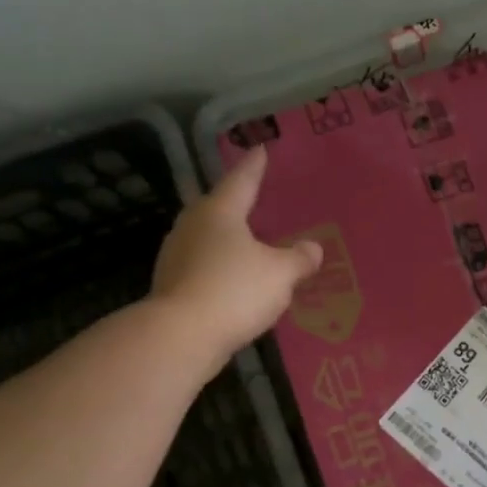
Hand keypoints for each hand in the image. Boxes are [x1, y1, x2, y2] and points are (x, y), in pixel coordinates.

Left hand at [149, 146, 322, 366]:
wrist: (180, 337)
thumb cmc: (234, 291)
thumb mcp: (280, 274)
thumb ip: (299, 259)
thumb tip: (313, 248)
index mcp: (219, 212)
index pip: (242, 180)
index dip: (254, 166)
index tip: (260, 150)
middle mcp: (193, 225)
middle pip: (218, 206)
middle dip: (236, 201)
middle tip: (254, 196)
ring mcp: (177, 255)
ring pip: (207, 236)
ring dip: (227, 236)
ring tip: (248, 239)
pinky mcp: (172, 284)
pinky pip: (203, 265)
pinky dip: (219, 265)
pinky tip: (233, 277)